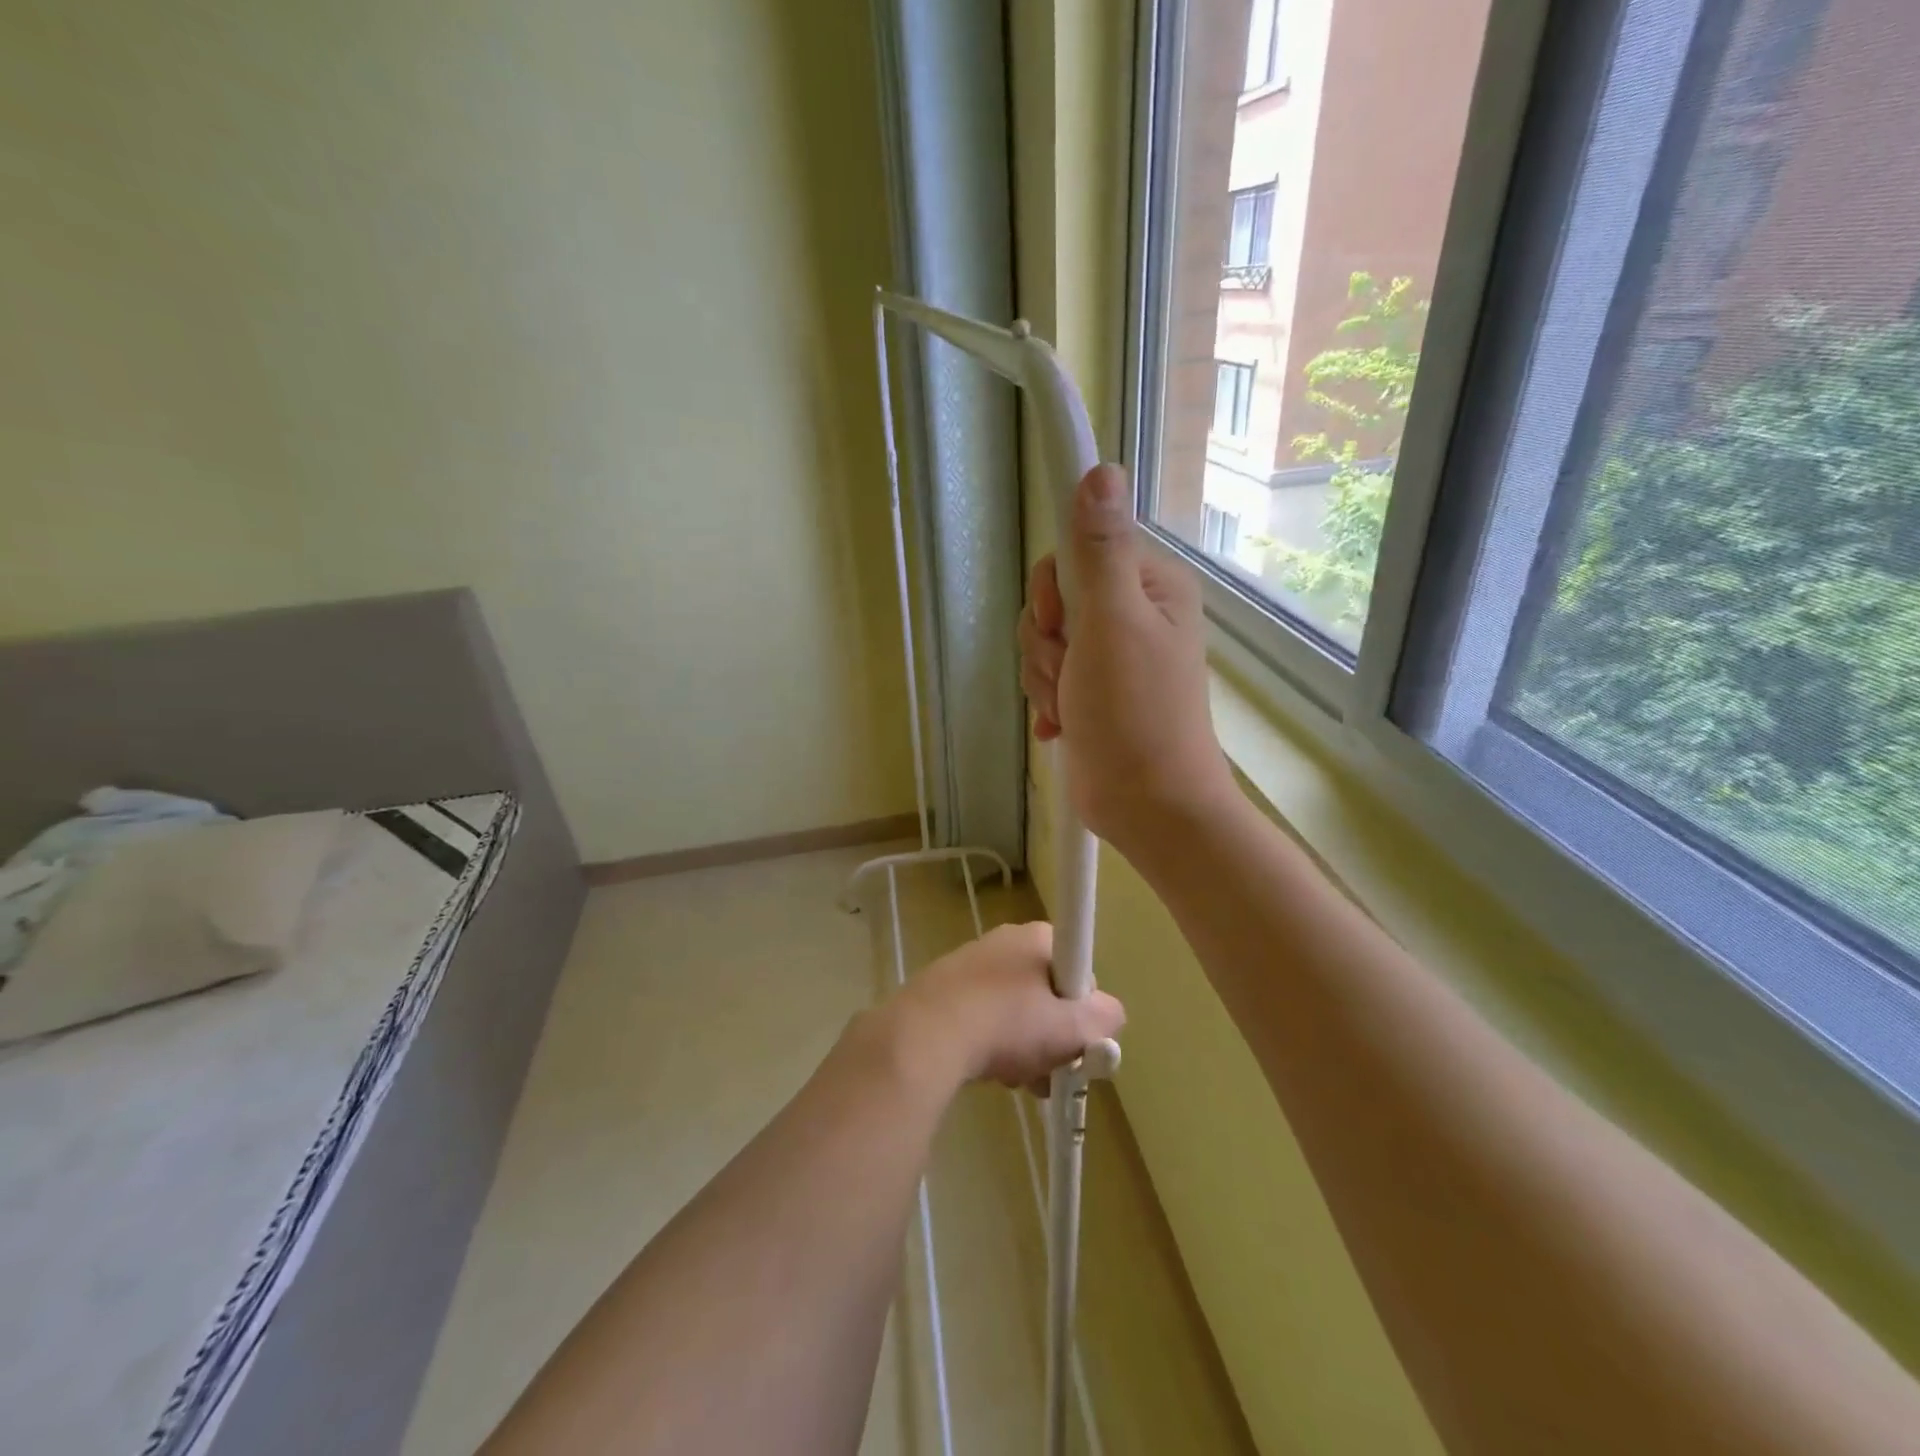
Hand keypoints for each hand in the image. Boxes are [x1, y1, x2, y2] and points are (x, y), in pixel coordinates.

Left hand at [885, 923, 1124, 1089]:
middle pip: (1045, 992)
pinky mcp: (941, 991)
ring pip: (1014, 1011)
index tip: (1077, 1039)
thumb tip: (1111, 1016)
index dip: (1083, 1007)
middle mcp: (1003, 941)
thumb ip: (1104, 1019)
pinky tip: (989, 1073)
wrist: (925, 1035)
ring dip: (1023, 1048)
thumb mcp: (1072, 1026)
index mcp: (1036, 937)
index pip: (1078, 968)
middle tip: (1051, 1068)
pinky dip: (991, 1046)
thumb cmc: (1007, 1022)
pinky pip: (982, 1019)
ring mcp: (969, 965)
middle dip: (1052, 1035)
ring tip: (1018, 1079)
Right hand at [1017, 464, 1236, 856]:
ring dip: (1045, 679)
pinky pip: (1048, 677)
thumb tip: (1101, 469)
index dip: (1054, 591)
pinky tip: (1062, 727)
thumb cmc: (1134, 714)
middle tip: (1071, 676)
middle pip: (1053, 601)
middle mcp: (1132, 613)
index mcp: (1149, 585)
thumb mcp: (1112, 624)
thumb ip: (1100, 550)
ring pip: (1044, 643)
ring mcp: (1111, 657)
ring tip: (1071, 709)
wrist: (1148, 807)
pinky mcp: (1092, 692)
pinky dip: (1049, 702)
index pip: (1075, 553)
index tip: (1062, 624)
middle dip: (1047, 645)